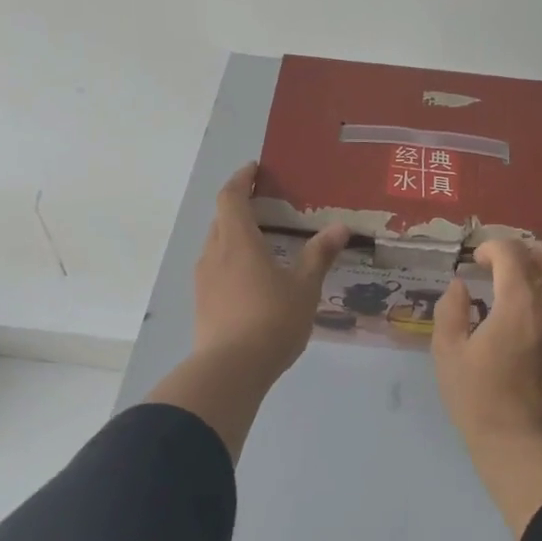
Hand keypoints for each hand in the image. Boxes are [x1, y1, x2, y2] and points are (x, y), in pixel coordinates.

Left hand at [149, 163, 348, 460]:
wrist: (230, 371)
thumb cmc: (271, 320)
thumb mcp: (304, 287)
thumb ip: (318, 255)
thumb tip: (339, 227)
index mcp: (238, 241)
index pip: (231, 197)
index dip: (241, 179)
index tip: (254, 170)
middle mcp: (214, 254)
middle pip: (221, 220)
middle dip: (239, 208)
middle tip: (265, 207)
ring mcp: (203, 281)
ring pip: (216, 246)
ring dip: (234, 237)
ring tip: (261, 244)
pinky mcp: (202, 304)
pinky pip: (215, 270)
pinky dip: (231, 262)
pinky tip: (250, 280)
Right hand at [433, 240, 541, 536]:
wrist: (525, 448)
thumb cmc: (480, 400)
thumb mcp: (448, 354)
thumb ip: (451, 311)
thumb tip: (460, 286)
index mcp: (520, 303)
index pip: (512, 252)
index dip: (491, 248)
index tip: (479, 263)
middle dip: (537, 250)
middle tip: (517, 269)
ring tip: (541, 289)